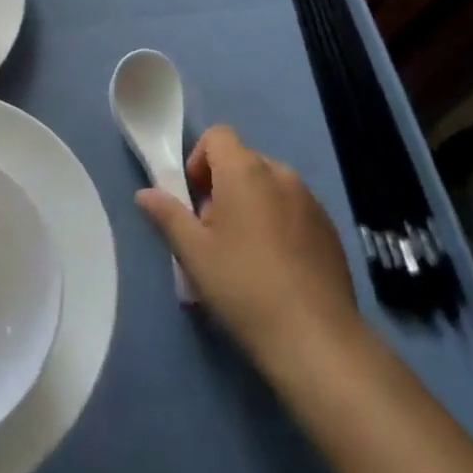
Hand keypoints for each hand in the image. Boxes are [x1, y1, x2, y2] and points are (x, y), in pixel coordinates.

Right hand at [136, 126, 362, 372]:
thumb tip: (144, 193)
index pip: (218, 135)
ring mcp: (310, 199)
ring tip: (245, 253)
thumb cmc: (243, 286)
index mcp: (245, 170)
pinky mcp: (329, 227)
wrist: (315, 337)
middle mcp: (280, 173)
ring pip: (269, 186)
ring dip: (252, 204)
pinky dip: (279, 222)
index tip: (194, 200)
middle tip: (214, 233)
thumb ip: (168, 215)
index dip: (199, 159)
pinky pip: (294, 208)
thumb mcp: (194, 253)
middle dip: (223, 186)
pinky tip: (277, 267)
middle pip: (243, 161)